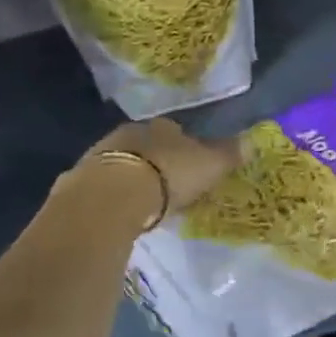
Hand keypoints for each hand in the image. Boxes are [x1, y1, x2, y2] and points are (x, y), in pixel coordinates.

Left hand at [77, 119, 238, 214]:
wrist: (113, 195)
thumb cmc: (170, 174)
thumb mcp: (210, 165)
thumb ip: (229, 154)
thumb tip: (253, 140)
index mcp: (163, 127)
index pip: (177, 131)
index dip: (186, 146)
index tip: (192, 164)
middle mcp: (131, 133)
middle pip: (148, 144)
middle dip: (157, 160)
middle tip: (169, 183)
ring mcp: (102, 154)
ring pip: (124, 162)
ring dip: (134, 176)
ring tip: (146, 199)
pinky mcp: (82, 179)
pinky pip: (104, 184)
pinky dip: (115, 193)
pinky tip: (123, 209)